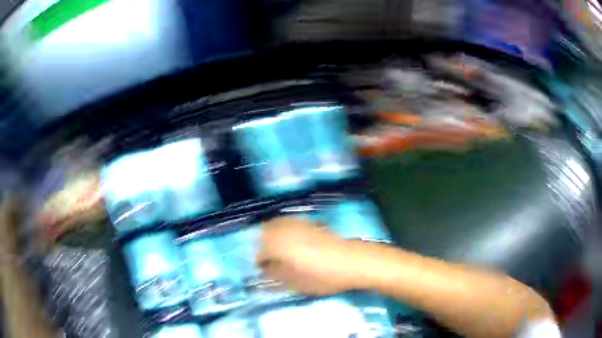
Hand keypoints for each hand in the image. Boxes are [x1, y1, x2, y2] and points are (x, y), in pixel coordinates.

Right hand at [256, 217, 361, 295]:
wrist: (351, 262)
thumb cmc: (321, 276)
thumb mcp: (295, 282)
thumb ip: (275, 275)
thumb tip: (264, 271)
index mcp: (276, 244)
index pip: (259, 252)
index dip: (260, 263)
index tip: (264, 272)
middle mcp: (283, 229)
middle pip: (264, 233)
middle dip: (263, 245)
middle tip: (270, 260)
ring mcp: (297, 223)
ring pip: (276, 224)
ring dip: (272, 235)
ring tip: (280, 250)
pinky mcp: (309, 221)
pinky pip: (289, 222)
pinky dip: (285, 230)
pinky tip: (293, 241)